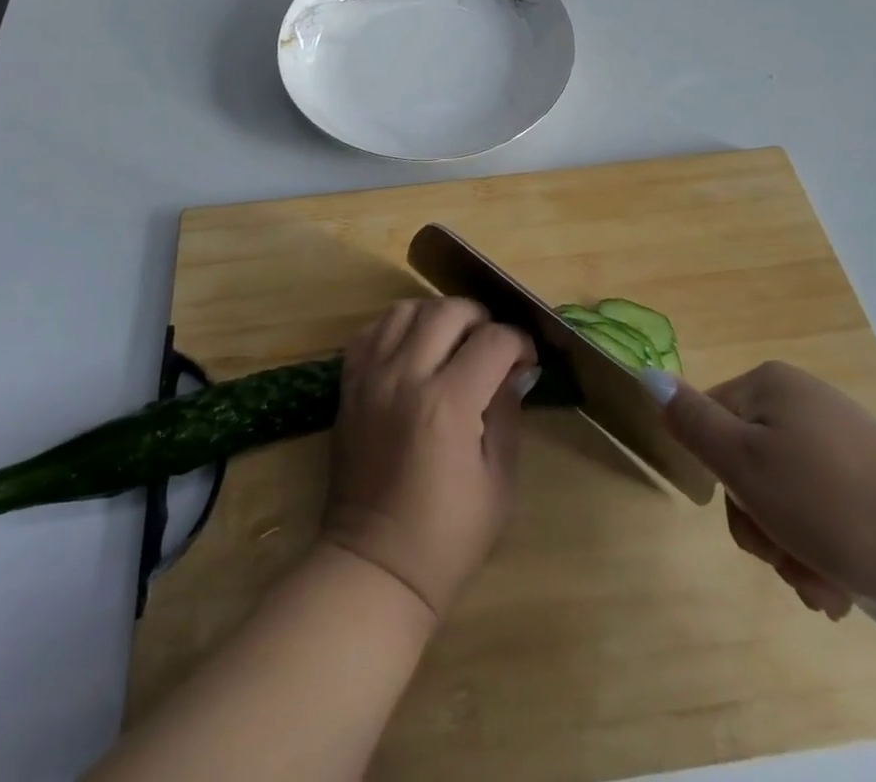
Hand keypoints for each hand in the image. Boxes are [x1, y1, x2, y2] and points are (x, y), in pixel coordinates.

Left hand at [320, 298, 537, 620]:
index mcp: (448, 403)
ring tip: (452, 341)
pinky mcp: (349, 384)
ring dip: (437, 315)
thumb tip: (517, 368)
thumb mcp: (498, 480)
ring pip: (406, 309)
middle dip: (481, 319)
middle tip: (492, 346)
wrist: (375, 566)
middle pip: (448, 310)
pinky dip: (397, 327)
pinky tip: (413, 348)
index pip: (493, 340)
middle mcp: (406, 376)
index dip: (519, 342)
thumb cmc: (448, 536)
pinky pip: (372, 331)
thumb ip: (506, 412)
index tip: (526, 359)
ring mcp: (371, 376)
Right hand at [655, 361, 875, 620]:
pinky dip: (825, 554)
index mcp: (769, 387)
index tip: (749, 515)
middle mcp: (803, 406)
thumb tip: (647, 375)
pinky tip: (843, 588)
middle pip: (748, 467)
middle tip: (786, 557)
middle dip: (760, 524)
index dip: (719, 476)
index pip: (709, 422)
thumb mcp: (743, 461)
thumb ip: (691, 421)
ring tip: (823, 584)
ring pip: (786, 501)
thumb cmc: (830, 500)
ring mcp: (843, 445)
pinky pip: (827, 516)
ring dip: (792, 549)